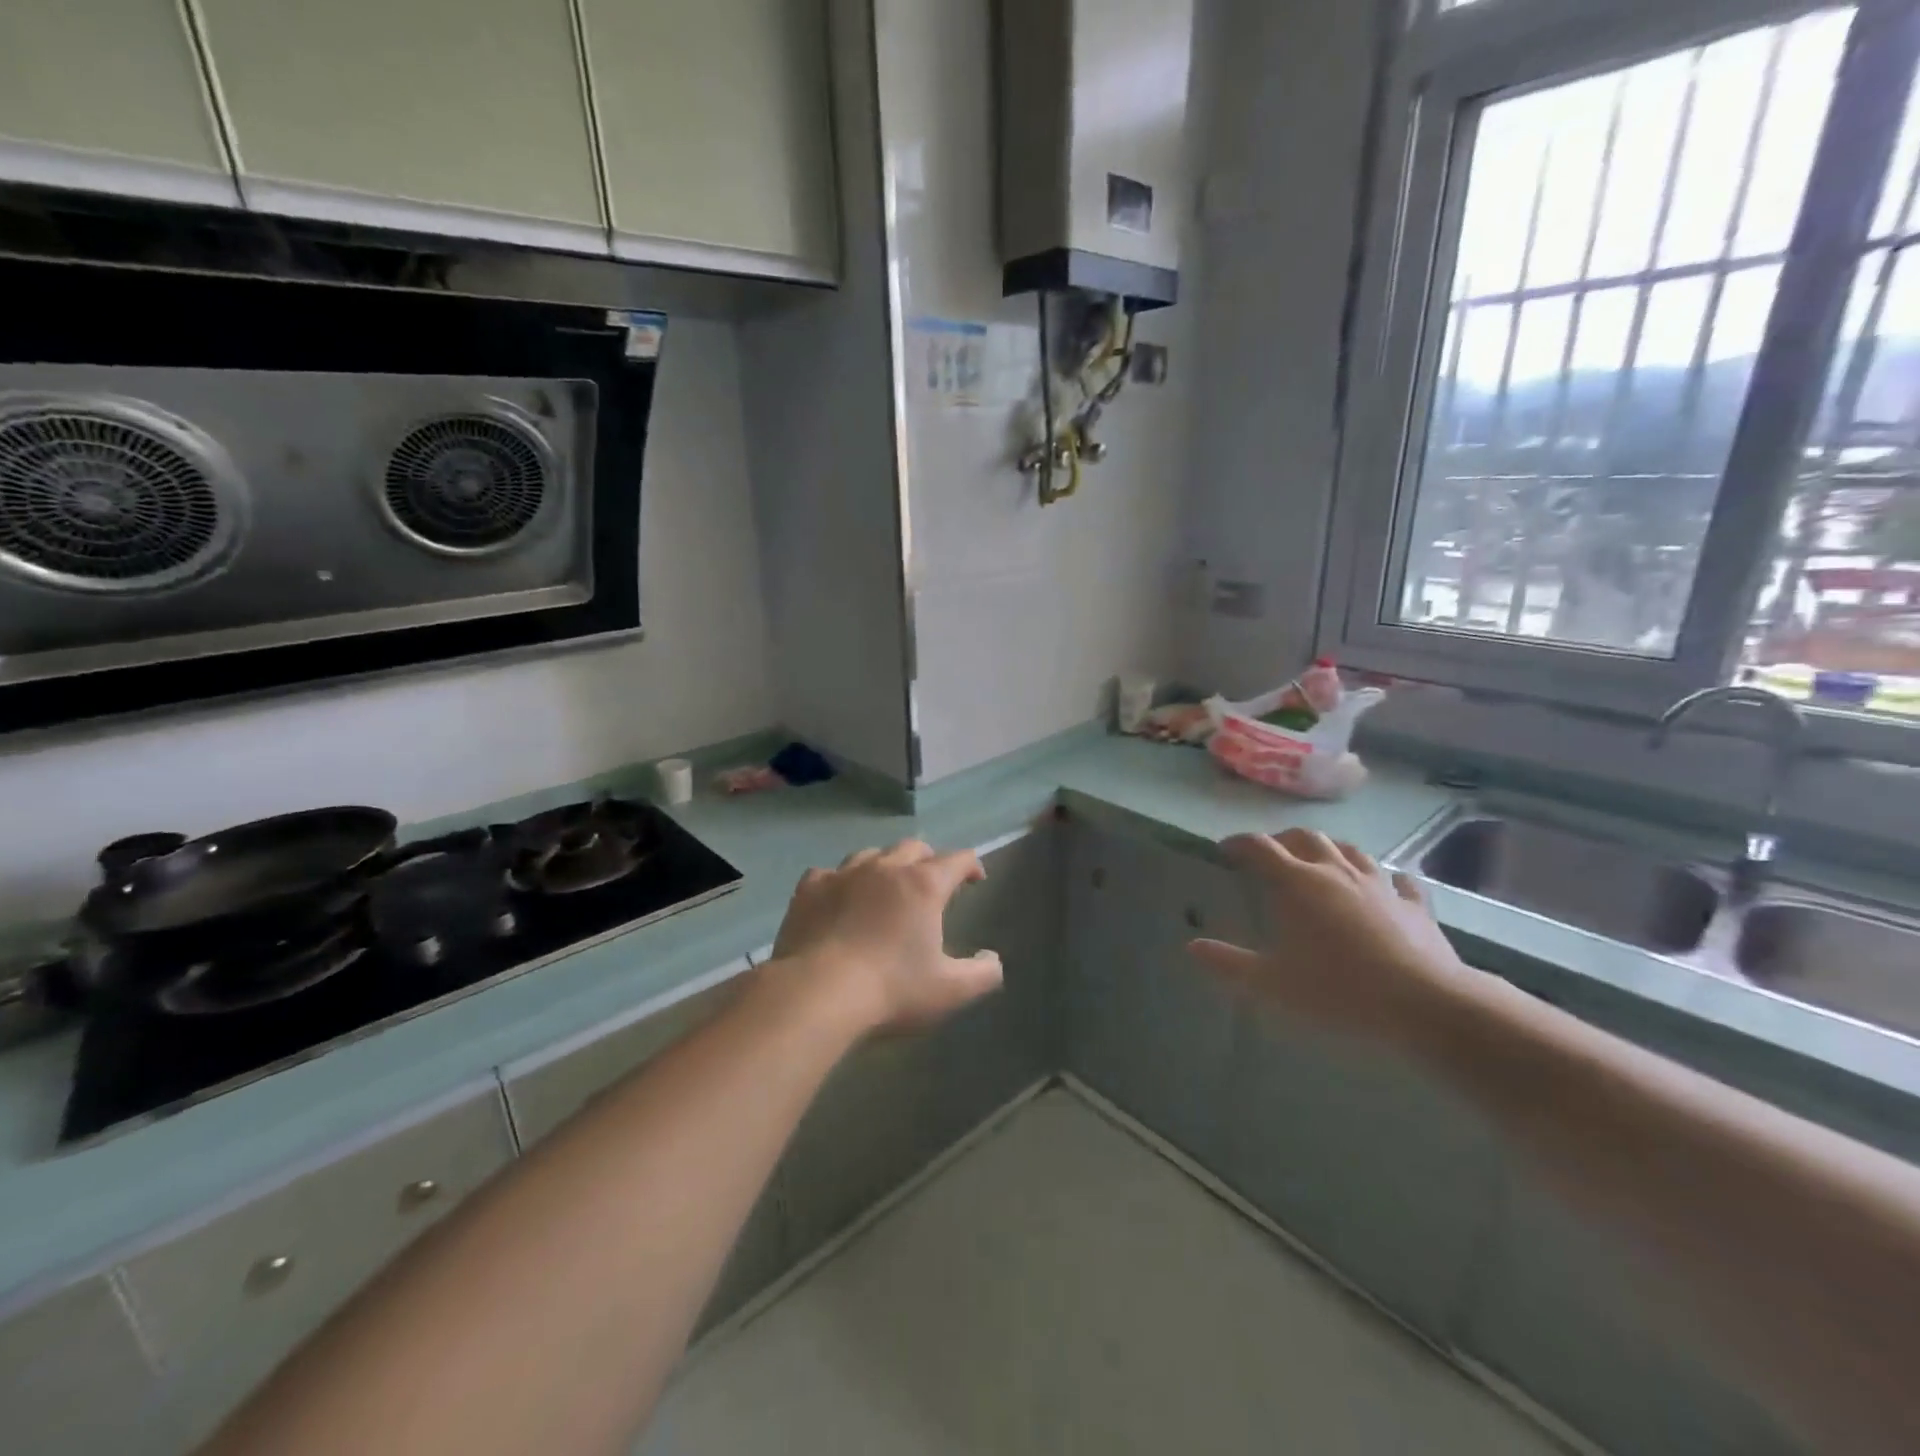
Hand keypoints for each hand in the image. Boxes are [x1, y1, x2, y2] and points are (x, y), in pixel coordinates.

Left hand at [764, 840, 1003, 1034]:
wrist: (817, 993)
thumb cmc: (891, 990)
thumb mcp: (950, 991)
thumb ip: (982, 974)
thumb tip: (992, 959)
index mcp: (924, 885)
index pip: (958, 860)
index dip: (971, 866)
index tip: (975, 879)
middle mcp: (886, 868)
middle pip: (914, 847)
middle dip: (929, 860)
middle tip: (932, 883)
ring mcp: (844, 874)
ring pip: (871, 854)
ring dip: (885, 865)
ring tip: (885, 887)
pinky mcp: (809, 889)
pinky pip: (829, 872)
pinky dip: (840, 881)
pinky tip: (838, 897)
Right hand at [1188, 829, 1466, 1048]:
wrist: (1426, 1004)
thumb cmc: (1338, 990)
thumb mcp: (1272, 983)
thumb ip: (1230, 963)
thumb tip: (1192, 947)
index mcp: (1296, 883)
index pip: (1259, 847)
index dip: (1239, 843)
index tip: (1225, 849)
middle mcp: (1335, 871)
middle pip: (1304, 838)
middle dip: (1282, 840)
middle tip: (1270, 854)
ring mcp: (1379, 884)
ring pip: (1349, 850)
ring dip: (1329, 848)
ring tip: (1320, 860)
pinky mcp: (1415, 904)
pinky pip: (1399, 880)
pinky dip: (1387, 877)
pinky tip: (1389, 883)